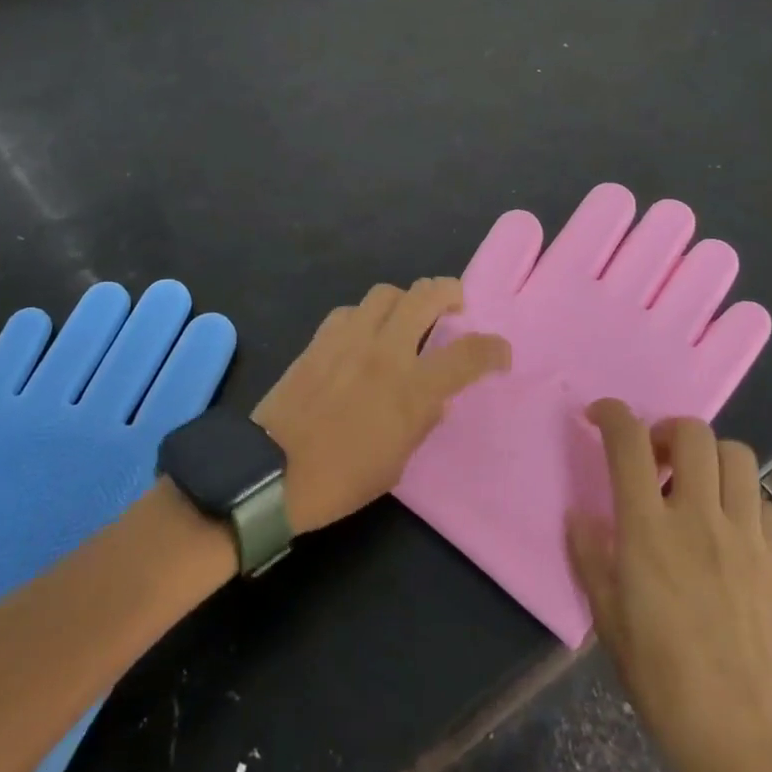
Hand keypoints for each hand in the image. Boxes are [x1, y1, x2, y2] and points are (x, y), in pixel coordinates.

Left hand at [255, 279, 508, 533]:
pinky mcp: (321, 337)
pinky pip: (352, 310)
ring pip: (388, 292)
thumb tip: (434, 397)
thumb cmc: (341, 479)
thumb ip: (421, 420)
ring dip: (406, 300)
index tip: (500, 352)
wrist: (271, 471)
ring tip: (406, 319)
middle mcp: (386, 350)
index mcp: (412, 388)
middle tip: (456, 305)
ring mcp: (350, 337)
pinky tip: (362, 336)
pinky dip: (366, 316)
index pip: (468, 354)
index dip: (493, 349)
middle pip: (427, 295)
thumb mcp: (397, 462)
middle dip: (450, 292)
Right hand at [568, 401, 771, 771]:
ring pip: (737, 455)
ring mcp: (748, 536)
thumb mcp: (609, 622)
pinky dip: (744, 500)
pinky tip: (733, 530)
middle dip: (668, 431)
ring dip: (711, 458)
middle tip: (657, 461)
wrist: (750, 742)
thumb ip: (590, 558)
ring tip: (698, 487)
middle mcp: (700, 518)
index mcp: (649, 531)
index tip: (599, 417)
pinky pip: (765, 502)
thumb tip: (579, 515)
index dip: (611, 414)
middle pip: (692, 433)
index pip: (628, 441)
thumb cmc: (666, 683)